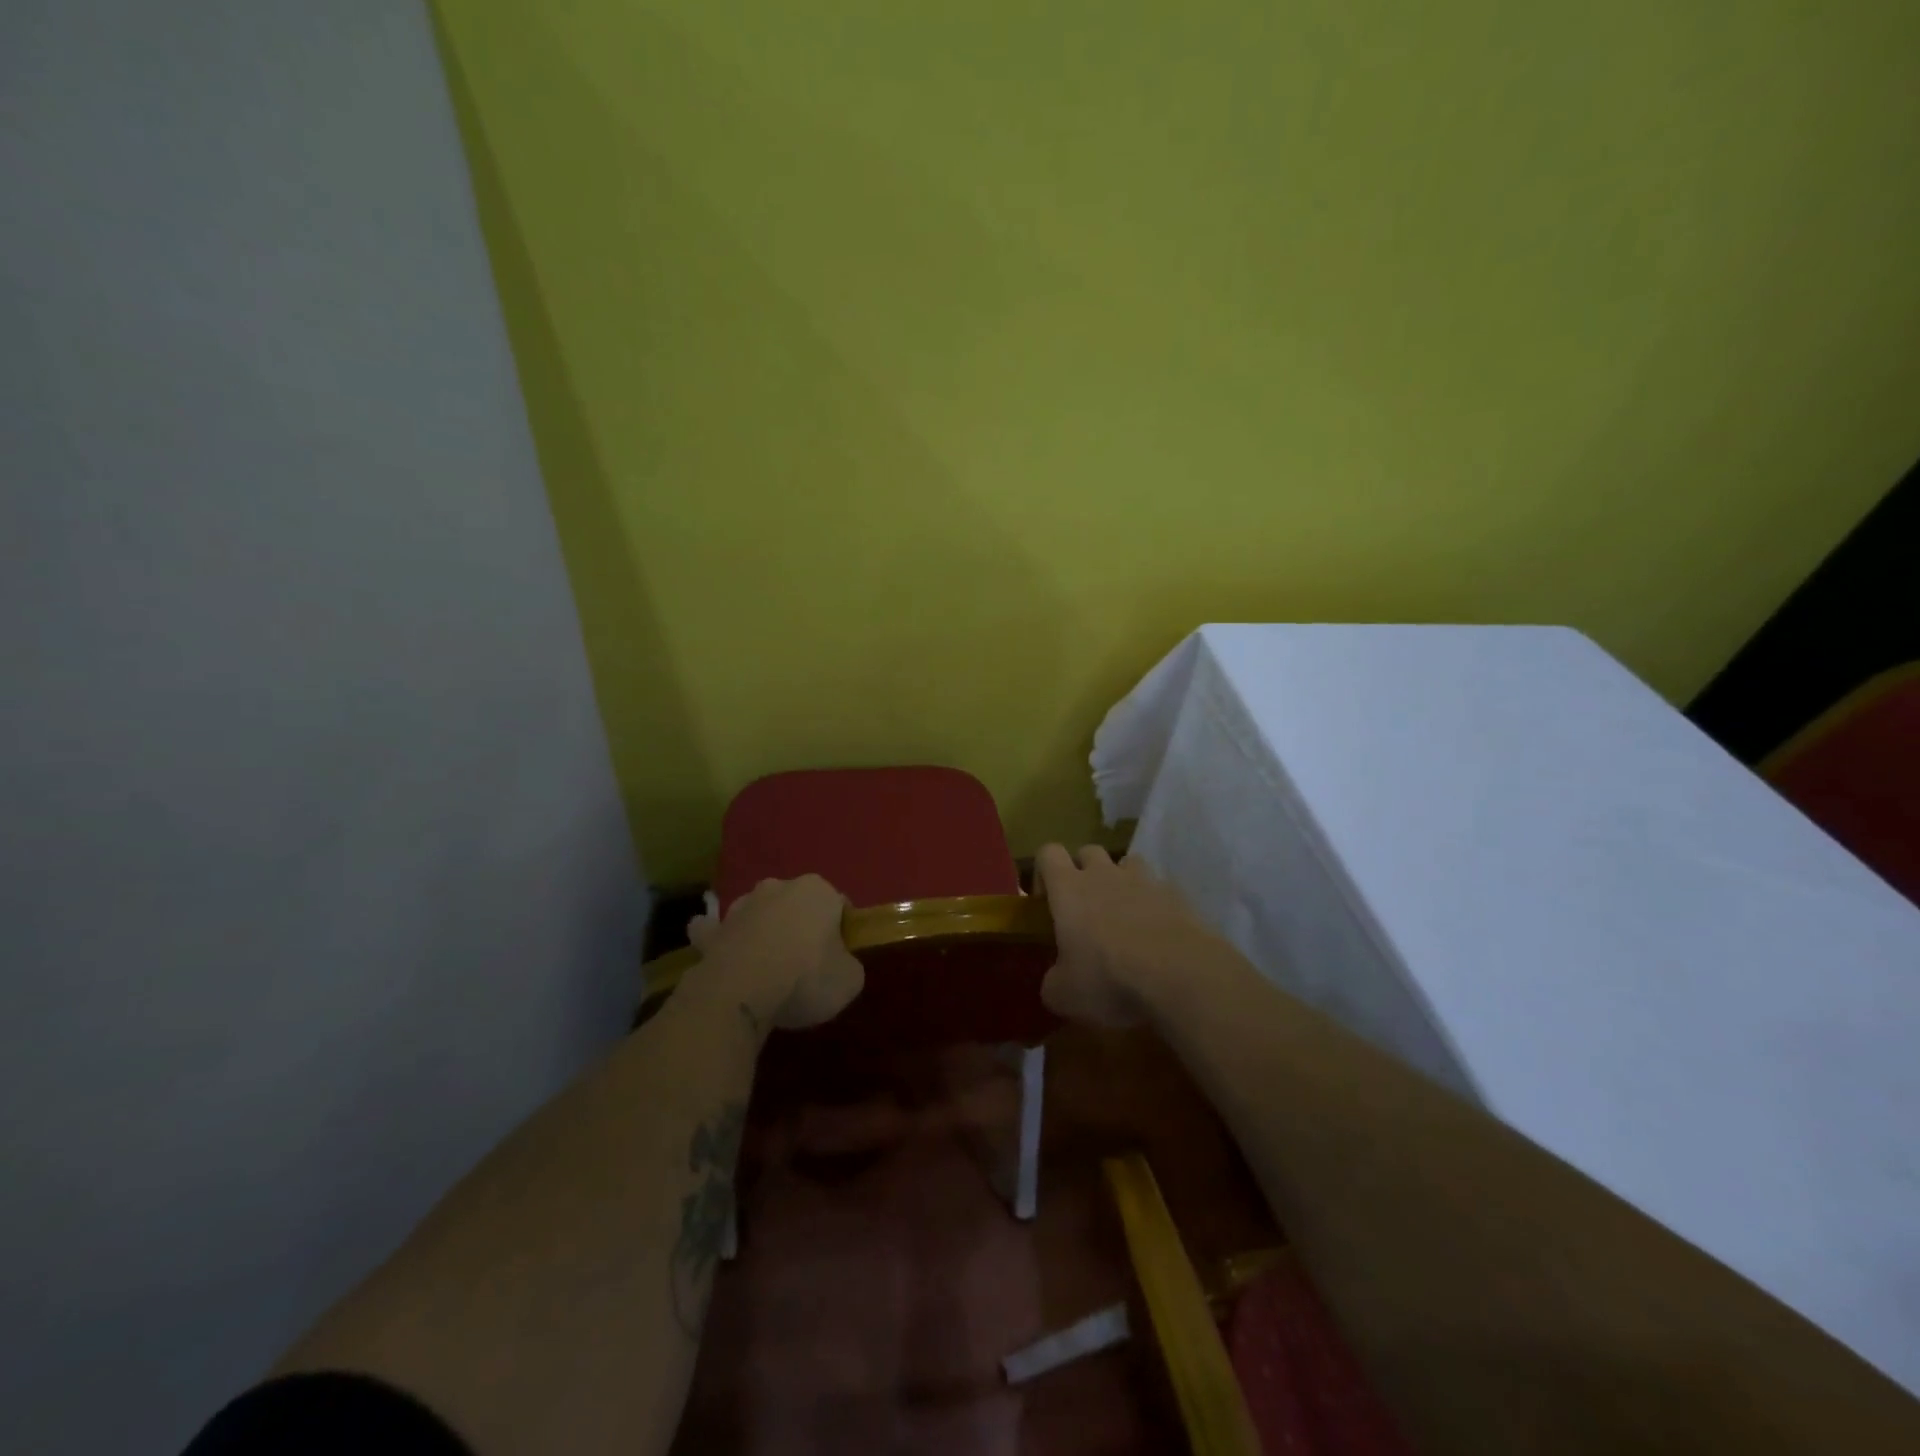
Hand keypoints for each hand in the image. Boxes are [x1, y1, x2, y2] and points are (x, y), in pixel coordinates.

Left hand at [687, 876, 865, 1030]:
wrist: (742, 992)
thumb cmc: (806, 978)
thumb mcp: (850, 980)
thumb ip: (848, 965)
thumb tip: (839, 965)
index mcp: (818, 891)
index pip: (839, 905)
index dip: (841, 932)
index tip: (839, 958)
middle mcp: (778, 887)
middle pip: (796, 905)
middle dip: (800, 925)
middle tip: (806, 962)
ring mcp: (741, 906)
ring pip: (758, 913)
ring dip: (762, 929)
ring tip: (766, 964)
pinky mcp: (712, 931)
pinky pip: (715, 930)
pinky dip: (718, 937)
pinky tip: (720, 951)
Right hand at [1035, 844, 1215, 1026]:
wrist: (1180, 975)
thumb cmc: (1109, 978)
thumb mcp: (1064, 994)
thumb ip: (1053, 981)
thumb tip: (1055, 981)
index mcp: (1069, 889)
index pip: (1048, 853)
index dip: (1044, 872)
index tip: (1046, 900)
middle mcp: (1104, 875)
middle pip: (1088, 851)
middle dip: (1083, 871)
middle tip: (1084, 907)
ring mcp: (1144, 881)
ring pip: (1127, 863)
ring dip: (1121, 881)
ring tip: (1124, 913)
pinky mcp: (1177, 895)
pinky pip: (1159, 888)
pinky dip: (1154, 903)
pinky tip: (1157, 933)